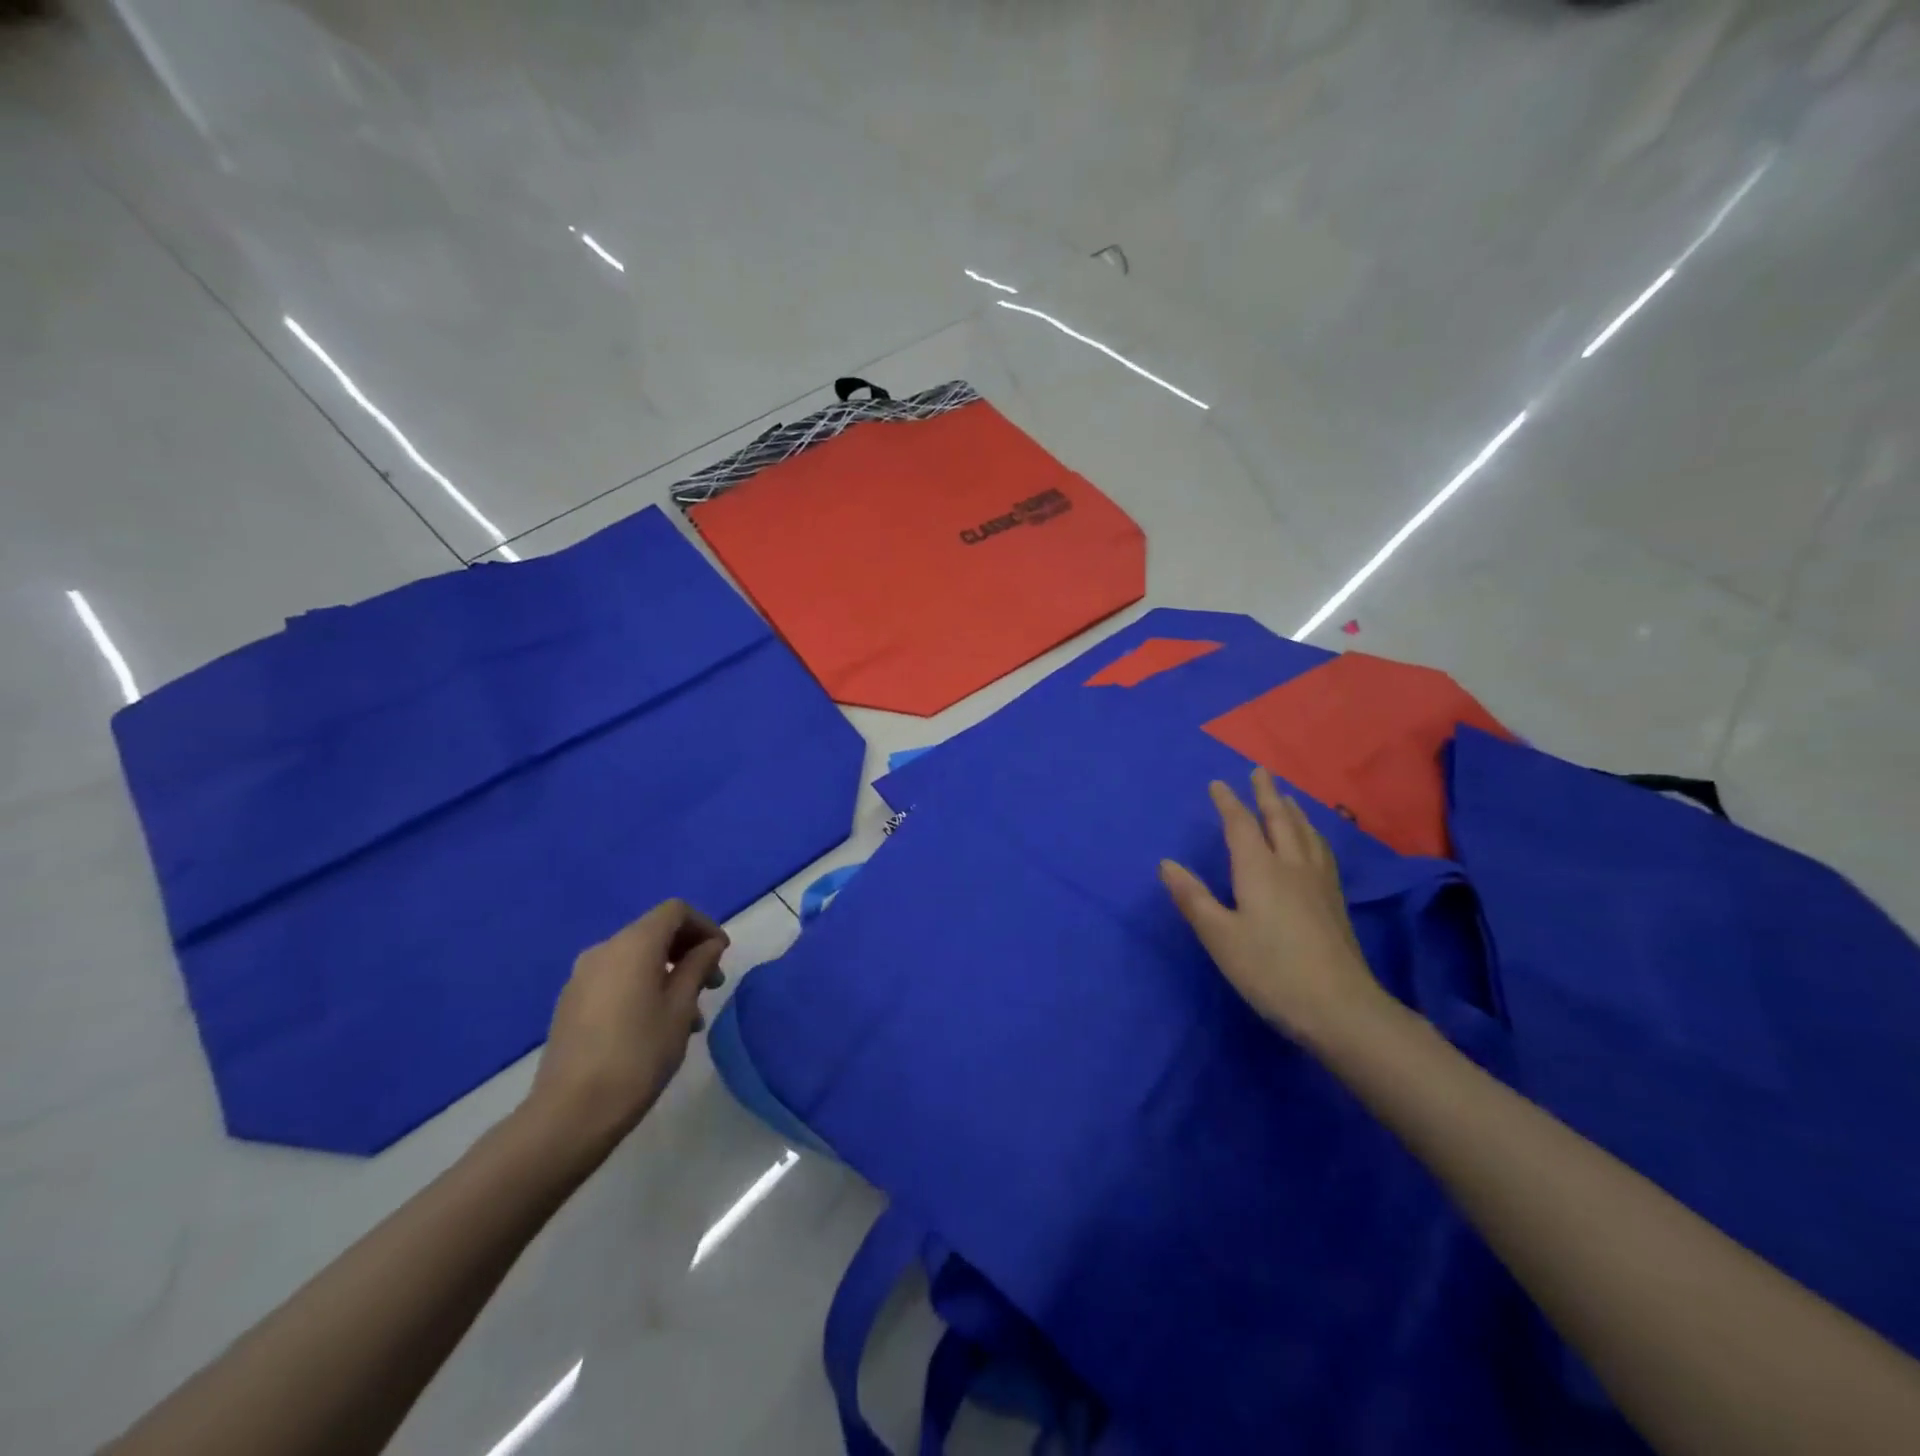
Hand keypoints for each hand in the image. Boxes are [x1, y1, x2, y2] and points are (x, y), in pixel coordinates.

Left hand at [525, 900, 728, 1146]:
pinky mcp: (571, 1003)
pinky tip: (656, 1026)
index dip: (704, 926)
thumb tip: (709, 946)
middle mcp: (604, 950)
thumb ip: (697, 967)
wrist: (571, 1113)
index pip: (675, 912)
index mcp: (633, 945)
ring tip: (689, 1016)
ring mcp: (582, 977)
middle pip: (654, 932)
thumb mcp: (680, 1009)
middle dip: (688, 952)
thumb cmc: (638, 1055)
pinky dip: (643, 987)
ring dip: (668, 974)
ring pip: (636, 959)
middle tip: (712, 985)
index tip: (723, 956)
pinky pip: (616, 979)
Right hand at [1160, 768, 1389, 1046]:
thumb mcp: (1220, 937)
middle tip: (1260, 772)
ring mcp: (1319, 884)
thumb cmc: (1271, 971)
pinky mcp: (1335, 902)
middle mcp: (1291, 867)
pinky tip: (1314, 844)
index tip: (1218, 783)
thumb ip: (1193, 898)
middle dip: (1266, 795)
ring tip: (1287, 799)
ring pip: (1306, 834)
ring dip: (1293, 811)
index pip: (1241, 826)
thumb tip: (1167, 863)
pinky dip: (1313, 835)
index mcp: (1260, 870)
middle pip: (1280, 820)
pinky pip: (1321, 852)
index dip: (1228, 803)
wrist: (1340, 1008)